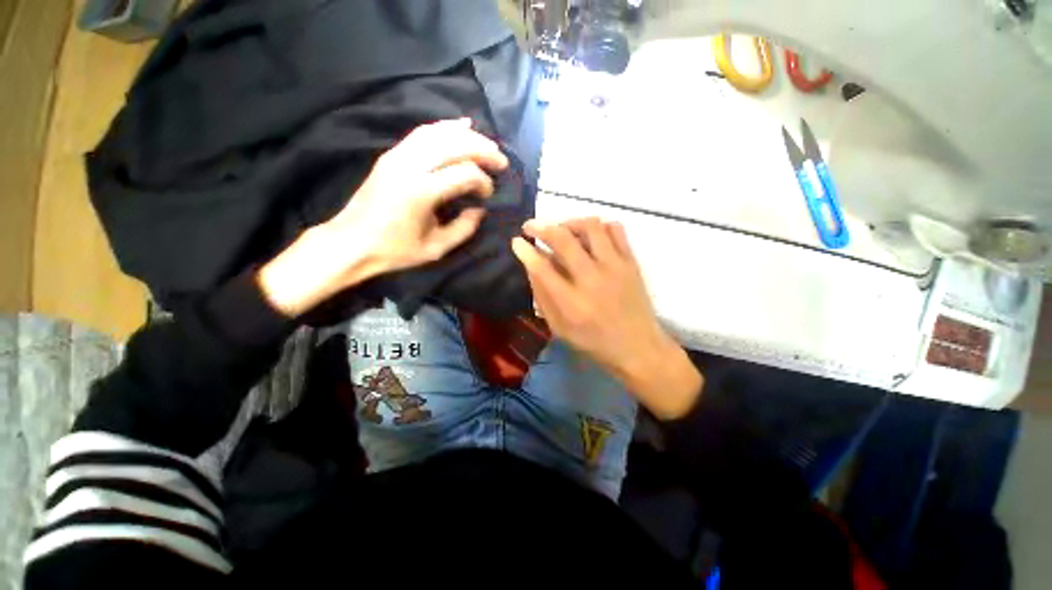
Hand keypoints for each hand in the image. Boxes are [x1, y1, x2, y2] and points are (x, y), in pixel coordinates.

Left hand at [259, 119, 507, 316]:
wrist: (351, 242)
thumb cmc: (395, 250)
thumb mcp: (436, 248)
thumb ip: (464, 228)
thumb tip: (480, 209)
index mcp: (421, 192)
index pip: (464, 174)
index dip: (483, 182)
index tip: (488, 195)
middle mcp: (410, 166)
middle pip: (454, 145)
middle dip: (483, 150)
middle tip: (501, 161)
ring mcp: (398, 156)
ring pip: (439, 133)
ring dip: (467, 136)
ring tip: (487, 145)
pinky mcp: (391, 155)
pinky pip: (422, 132)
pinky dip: (445, 127)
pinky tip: (462, 125)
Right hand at [511, 218, 702, 418]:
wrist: (638, 347)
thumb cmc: (594, 342)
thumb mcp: (560, 329)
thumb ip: (543, 297)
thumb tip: (532, 267)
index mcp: (571, 302)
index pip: (542, 268)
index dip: (525, 251)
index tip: (516, 241)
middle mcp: (592, 279)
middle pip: (564, 239)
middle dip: (541, 227)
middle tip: (530, 226)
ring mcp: (615, 267)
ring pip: (591, 226)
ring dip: (570, 223)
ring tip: (562, 230)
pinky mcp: (631, 262)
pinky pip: (616, 229)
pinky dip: (599, 226)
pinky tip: (590, 236)